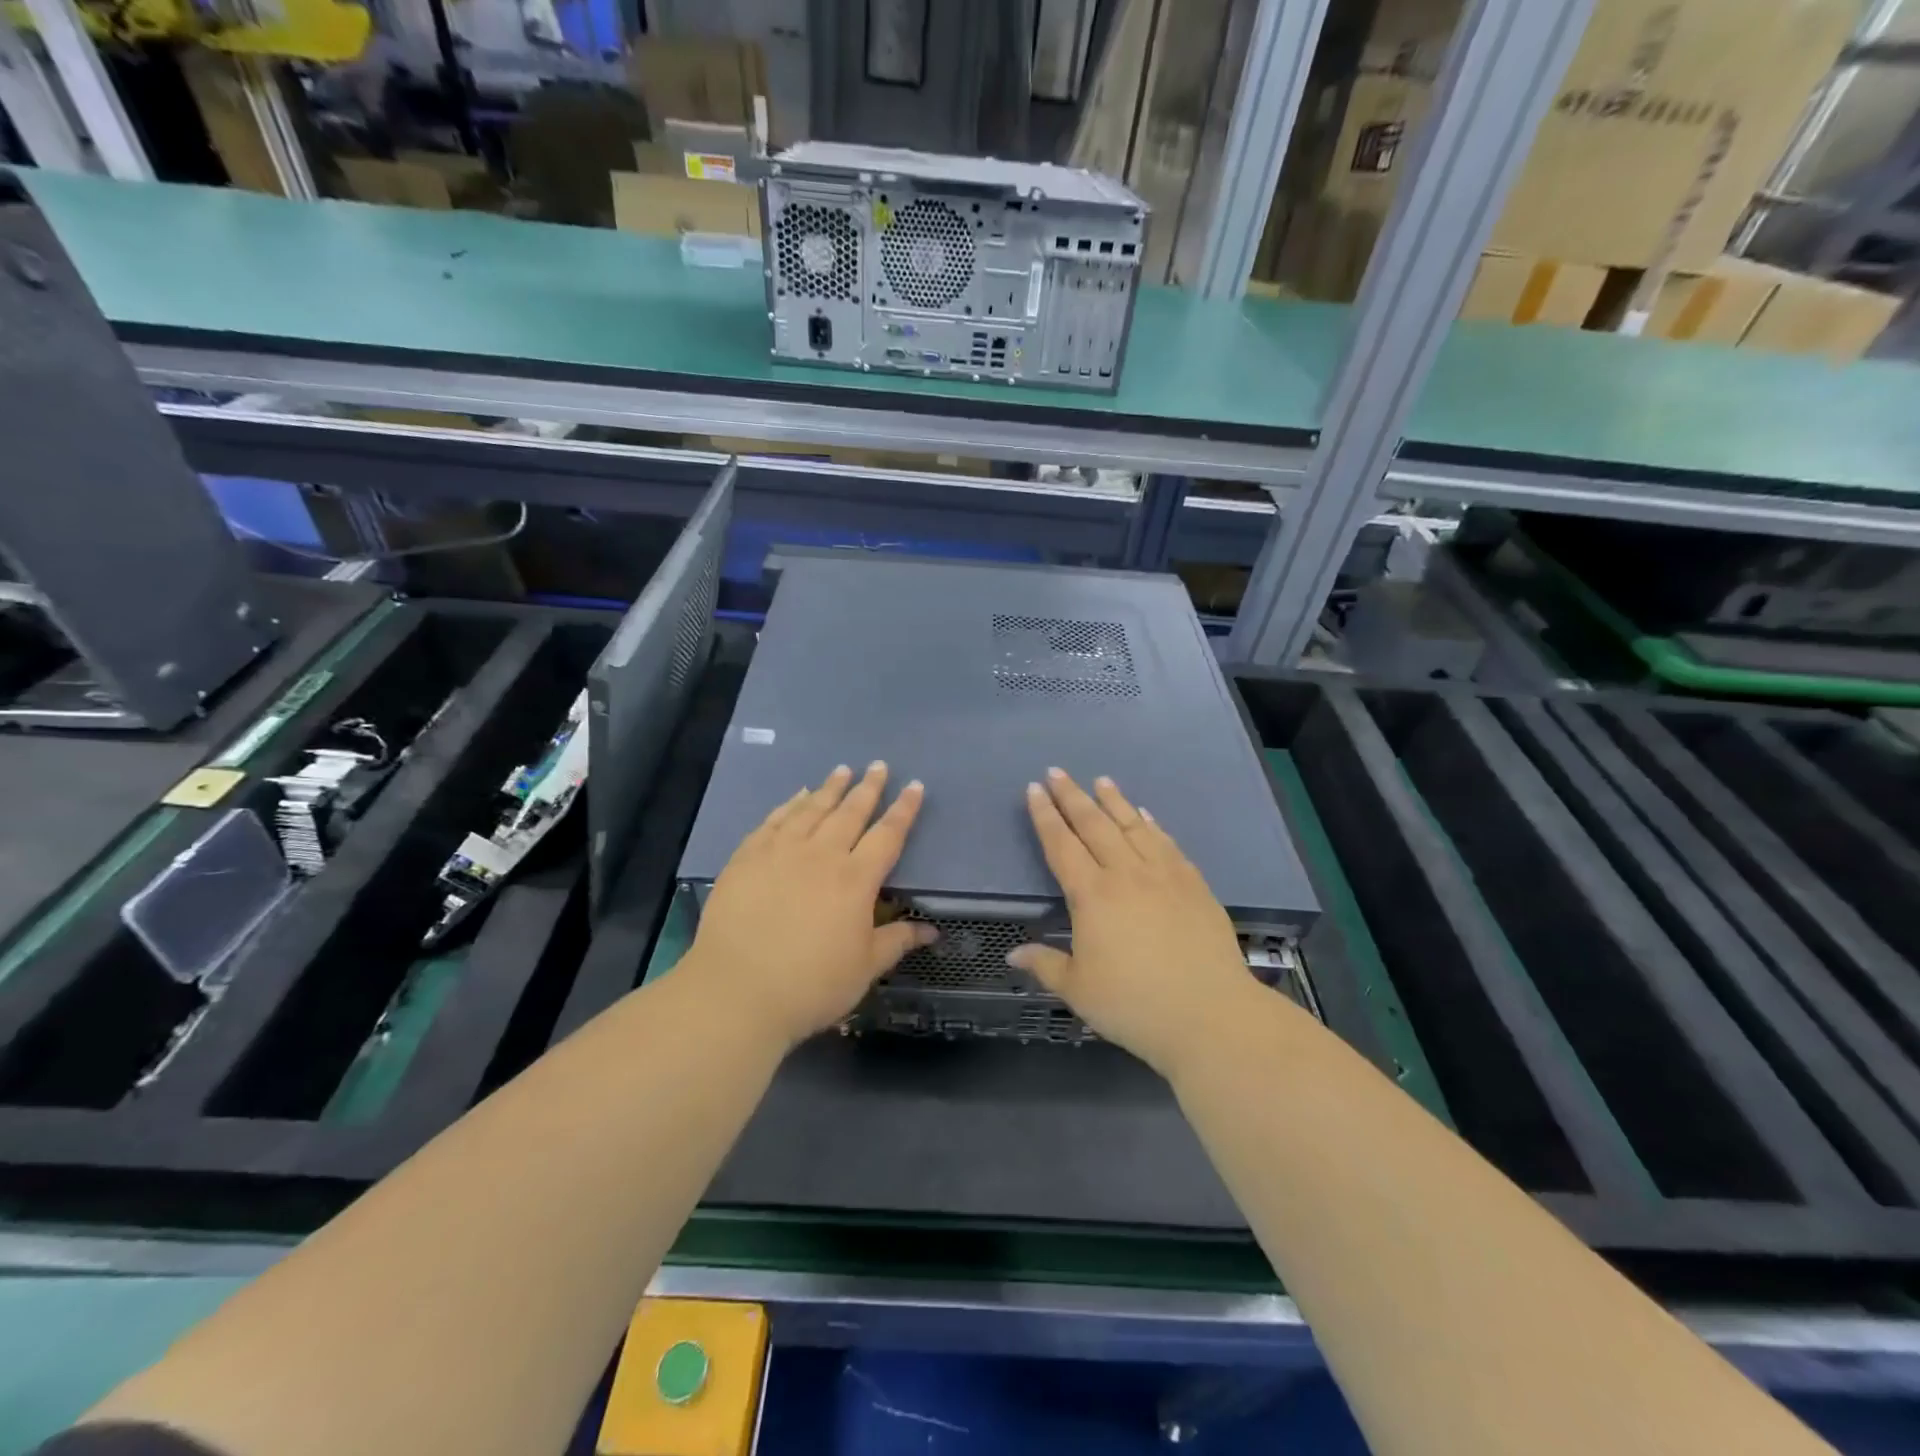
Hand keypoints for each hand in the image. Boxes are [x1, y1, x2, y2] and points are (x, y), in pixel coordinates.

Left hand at [681, 762, 933, 1047]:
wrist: (737, 991)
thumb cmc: (811, 985)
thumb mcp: (865, 969)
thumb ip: (897, 942)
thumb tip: (931, 931)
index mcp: (856, 880)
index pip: (888, 835)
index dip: (904, 809)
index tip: (914, 786)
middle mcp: (822, 855)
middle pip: (850, 812)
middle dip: (868, 787)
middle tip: (878, 765)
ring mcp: (781, 852)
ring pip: (812, 809)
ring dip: (830, 788)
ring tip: (842, 770)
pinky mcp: (748, 857)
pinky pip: (775, 820)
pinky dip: (789, 804)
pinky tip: (797, 795)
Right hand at [1010, 768, 1263, 1078]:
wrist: (1209, 1014)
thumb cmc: (1134, 1005)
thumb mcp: (1078, 990)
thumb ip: (1045, 965)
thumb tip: (1013, 954)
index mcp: (1092, 895)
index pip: (1061, 845)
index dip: (1045, 816)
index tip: (1035, 789)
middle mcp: (1126, 874)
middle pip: (1094, 825)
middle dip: (1072, 796)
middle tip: (1058, 772)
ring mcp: (1164, 875)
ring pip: (1133, 826)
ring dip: (1114, 801)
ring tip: (1101, 780)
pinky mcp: (1194, 884)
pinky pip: (1167, 843)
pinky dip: (1152, 825)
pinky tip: (1146, 815)